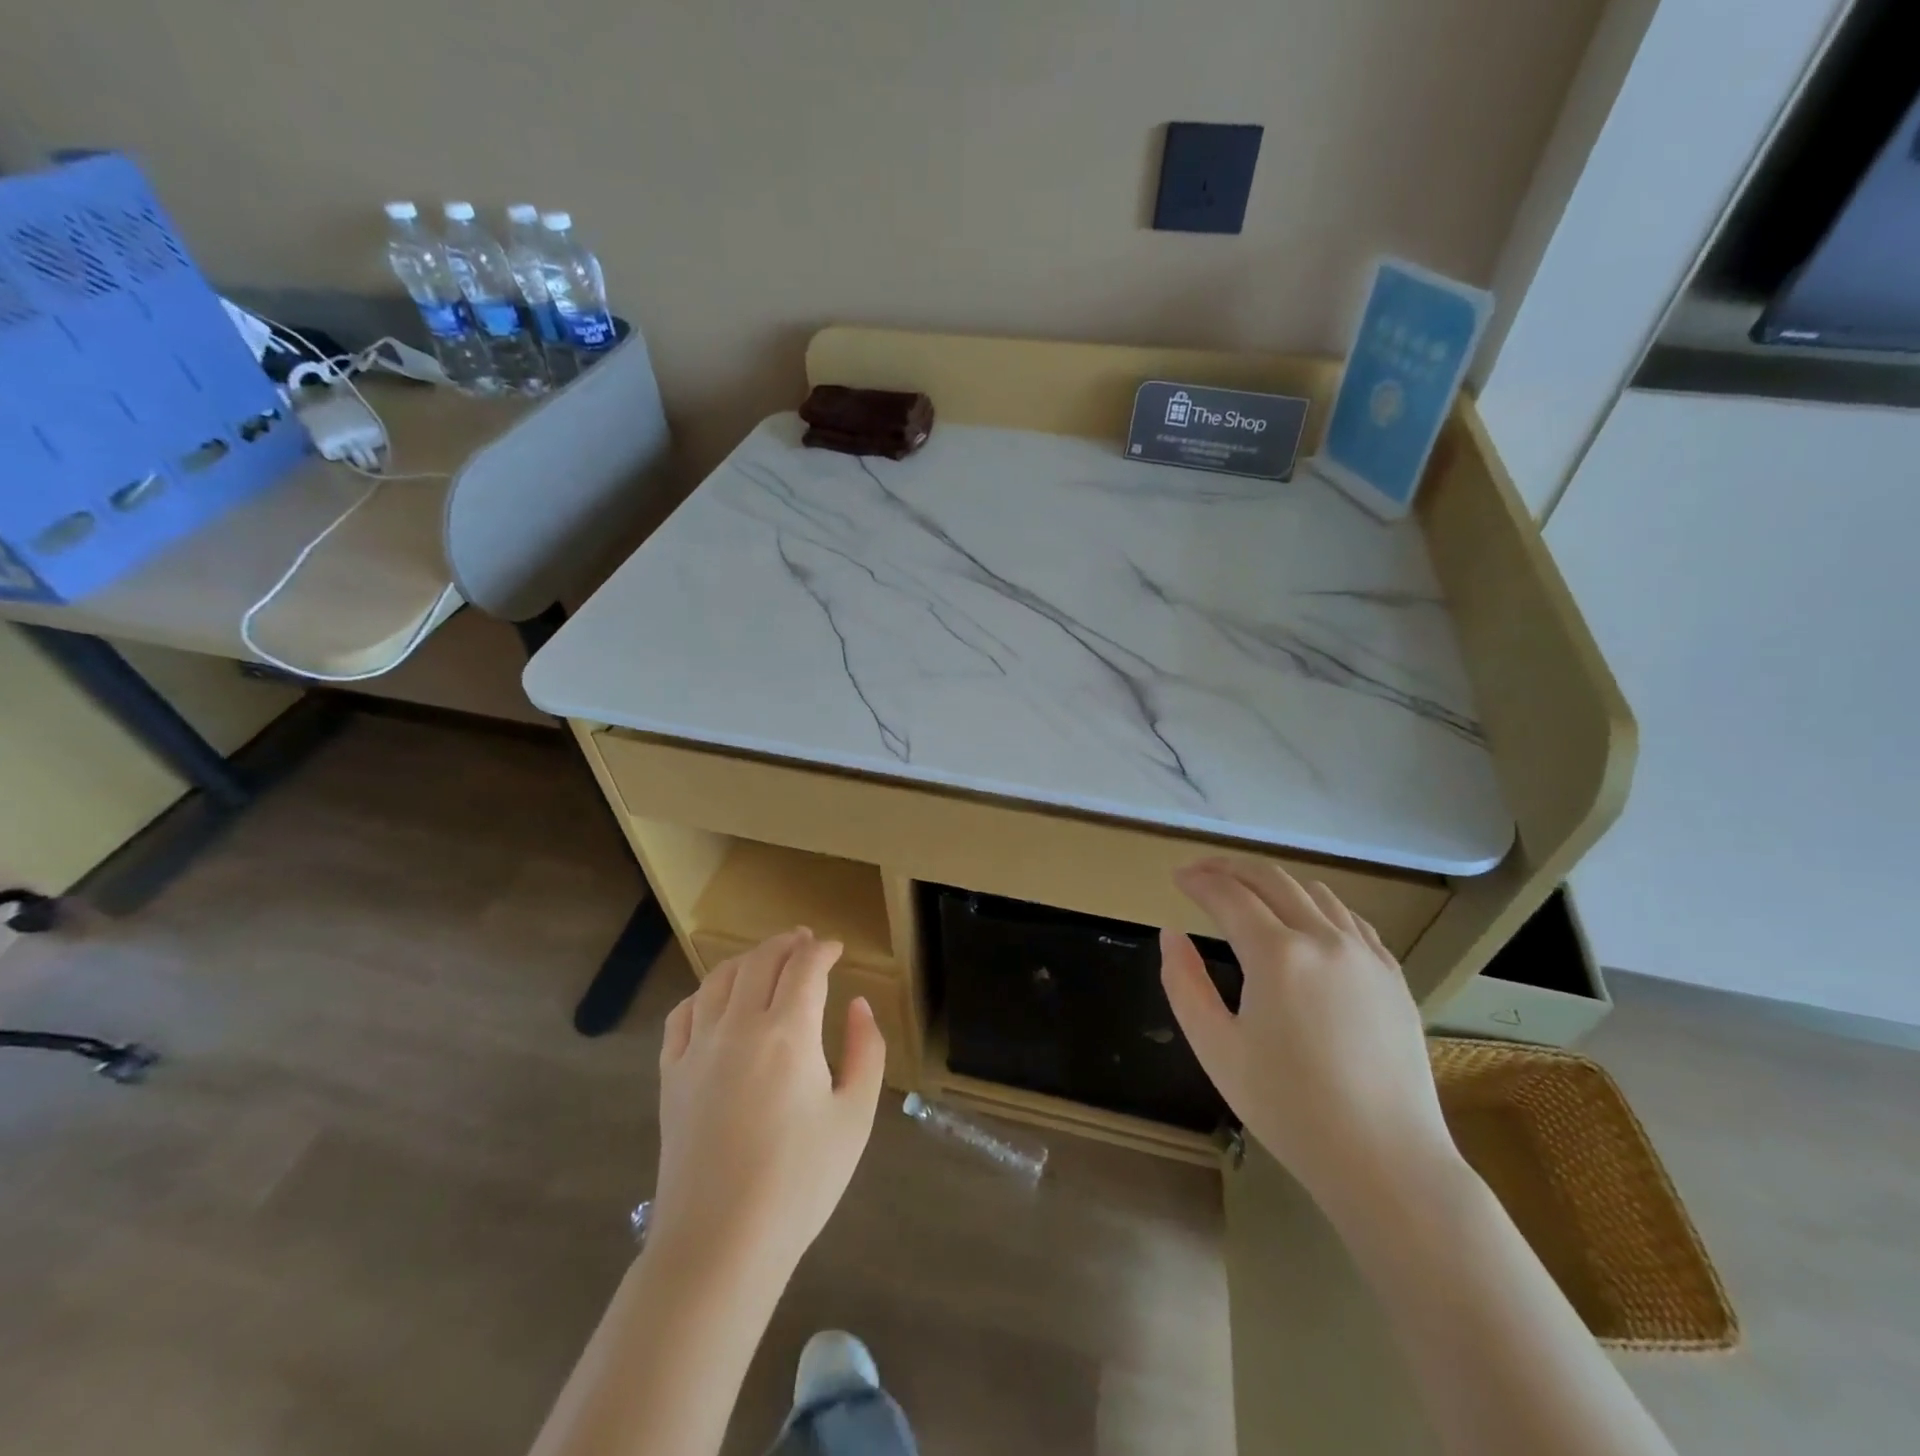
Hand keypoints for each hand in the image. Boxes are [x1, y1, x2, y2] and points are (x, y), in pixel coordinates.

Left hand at [649, 929, 886, 1277]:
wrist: (720, 1244)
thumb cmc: (799, 1183)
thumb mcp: (855, 1117)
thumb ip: (866, 1050)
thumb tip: (857, 1004)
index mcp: (788, 1034)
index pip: (804, 967)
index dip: (822, 950)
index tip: (836, 949)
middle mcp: (738, 1027)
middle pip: (759, 962)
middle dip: (786, 944)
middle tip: (805, 942)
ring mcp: (697, 1050)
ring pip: (718, 980)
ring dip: (746, 960)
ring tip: (765, 959)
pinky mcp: (670, 1076)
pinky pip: (682, 1015)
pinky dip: (702, 994)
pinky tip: (714, 1000)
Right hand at [1161, 858, 1456, 1208]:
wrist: (1386, 1161)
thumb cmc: (1289, 1109)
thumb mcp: (1216, 1049)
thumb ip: (1184, 984)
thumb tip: (1171, 934)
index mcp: (1277, 955)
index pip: (1229, 896)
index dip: (1198, 881)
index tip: (1177, 878)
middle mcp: (1324, 939)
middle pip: (1271, 879)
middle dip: (1230, 868)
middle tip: (1202, 872)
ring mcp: (1365, 953)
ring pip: (1314, 892)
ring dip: (1272, 882)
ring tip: (1247, 891)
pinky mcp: (1392, 974)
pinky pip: (1349, 918)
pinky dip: (1315, 904)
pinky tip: (1304, 921)